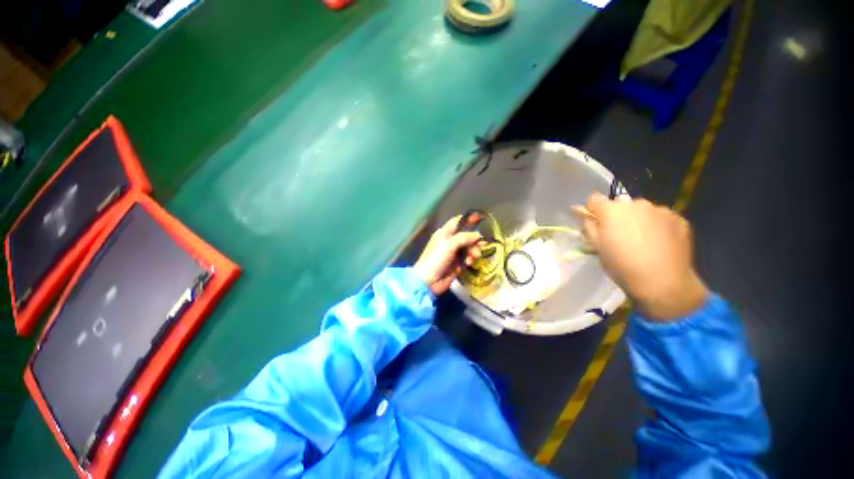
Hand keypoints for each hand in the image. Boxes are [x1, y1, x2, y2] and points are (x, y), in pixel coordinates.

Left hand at [413, 217, 482, 295]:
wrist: (428, 282)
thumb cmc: (436, 259)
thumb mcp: (448, 245)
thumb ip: (464, 237)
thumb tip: (478, 234)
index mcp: (445, 233)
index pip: (458, 222)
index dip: (469, 220)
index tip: (481, 220)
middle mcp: (450, 241)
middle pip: (467, 236)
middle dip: (475, 240)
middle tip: (482, 245)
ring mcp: (454, 253)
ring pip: (469, 247)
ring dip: (474, 251)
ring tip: (474, 257)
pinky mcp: (458, 264)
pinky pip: (468, 258)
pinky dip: (470, 259)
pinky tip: (468, 263)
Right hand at [576, 193, 707, 319]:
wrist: (664, 282)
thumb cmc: (622, 265)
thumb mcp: (596, 247)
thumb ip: (589, 226)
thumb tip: (583, 213)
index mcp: (612, 210)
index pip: (594, 199)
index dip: (592, 210)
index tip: (595, 222)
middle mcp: (636, 204)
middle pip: (620, 205)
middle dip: (617, 216)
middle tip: (620, 236)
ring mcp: (660, 210)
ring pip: (642, 210)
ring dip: (638, 220)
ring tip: (642, 241)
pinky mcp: (678, 218)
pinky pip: (661, 217)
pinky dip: (657, 226)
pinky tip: (658, 243)